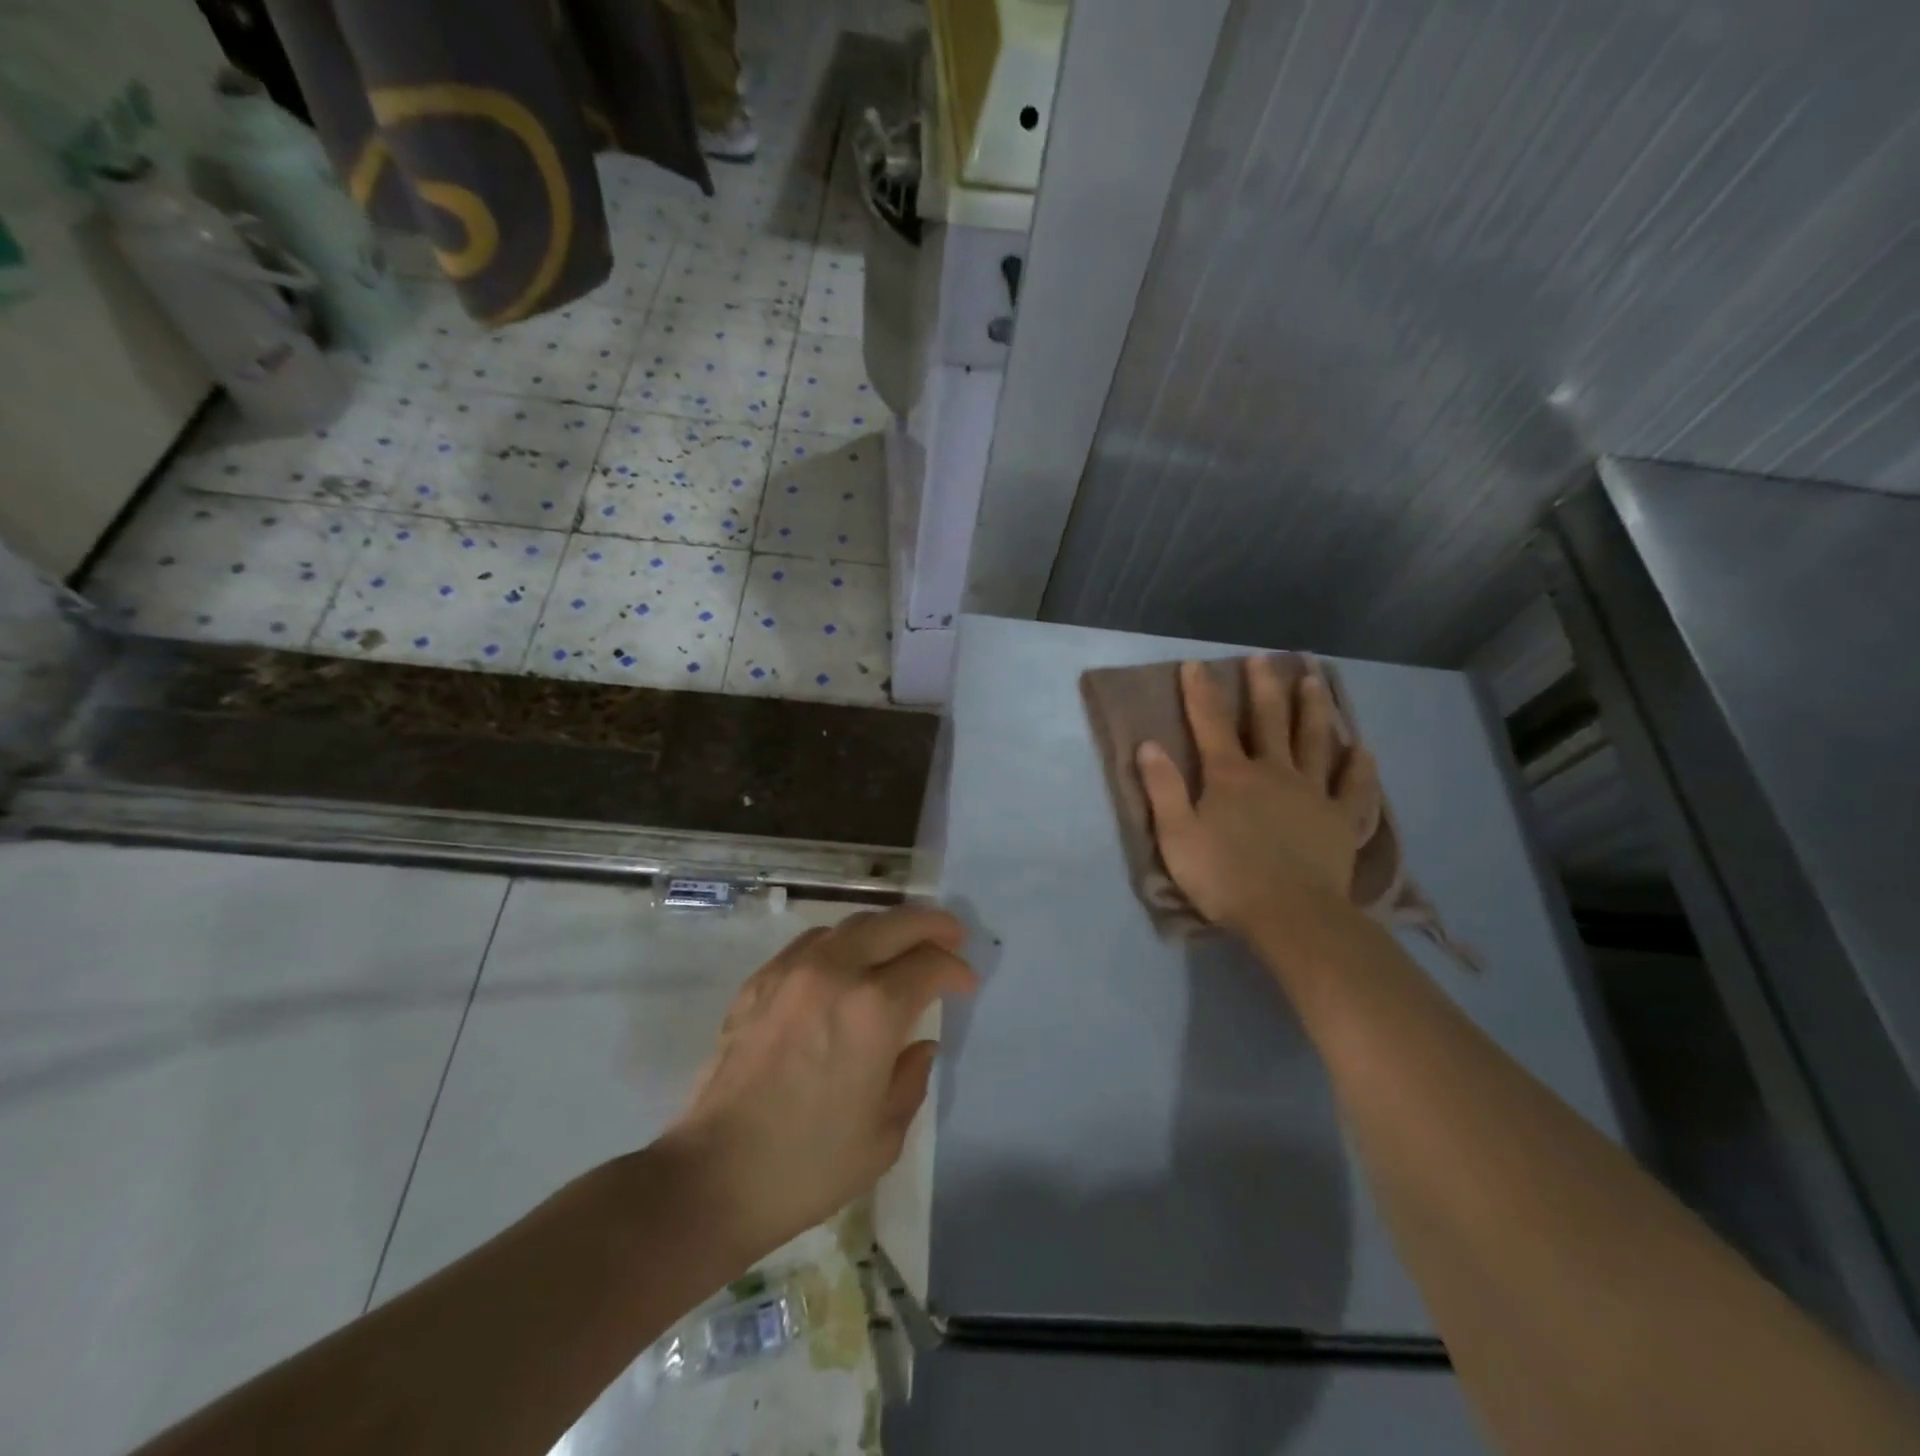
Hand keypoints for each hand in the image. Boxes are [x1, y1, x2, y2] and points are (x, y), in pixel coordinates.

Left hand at [664, 906, 976, 1258]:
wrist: (714, 1176)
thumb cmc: (808, 1165)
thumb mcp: (883, 1136)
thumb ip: (911, 1079)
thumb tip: (920, 1045)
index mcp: (874, 1009)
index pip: (929, 964)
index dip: (956, 969)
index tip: (966, 983)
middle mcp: (836, 972)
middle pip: (894, 923)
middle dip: (931, 925)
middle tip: (951, 935)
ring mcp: (792, 970)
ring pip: (851, 924)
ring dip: (885, 928)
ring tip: (900, 946)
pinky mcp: (760, 981)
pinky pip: (812, 942)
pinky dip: (842, 942)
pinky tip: (846, 964)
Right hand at [1137, 657, 1379, 934]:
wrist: (1290, 916)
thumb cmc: (1224, 877)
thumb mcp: (1176, 836)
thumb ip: (1163, 789)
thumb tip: (1149, 745)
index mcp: (1230, 775)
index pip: (1210, 723)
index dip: (1200, 692)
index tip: (1196, 664)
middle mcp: (1273, 772)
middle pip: (1268, 720)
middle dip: (1263, 687)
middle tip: (1264, 659)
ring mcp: (1312, 793)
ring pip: (1314, 741)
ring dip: (1313, 709)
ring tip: (1314, 681)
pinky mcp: (1341, 820)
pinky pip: (1354, 787)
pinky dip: (1360, 767)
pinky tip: (1363, 749)